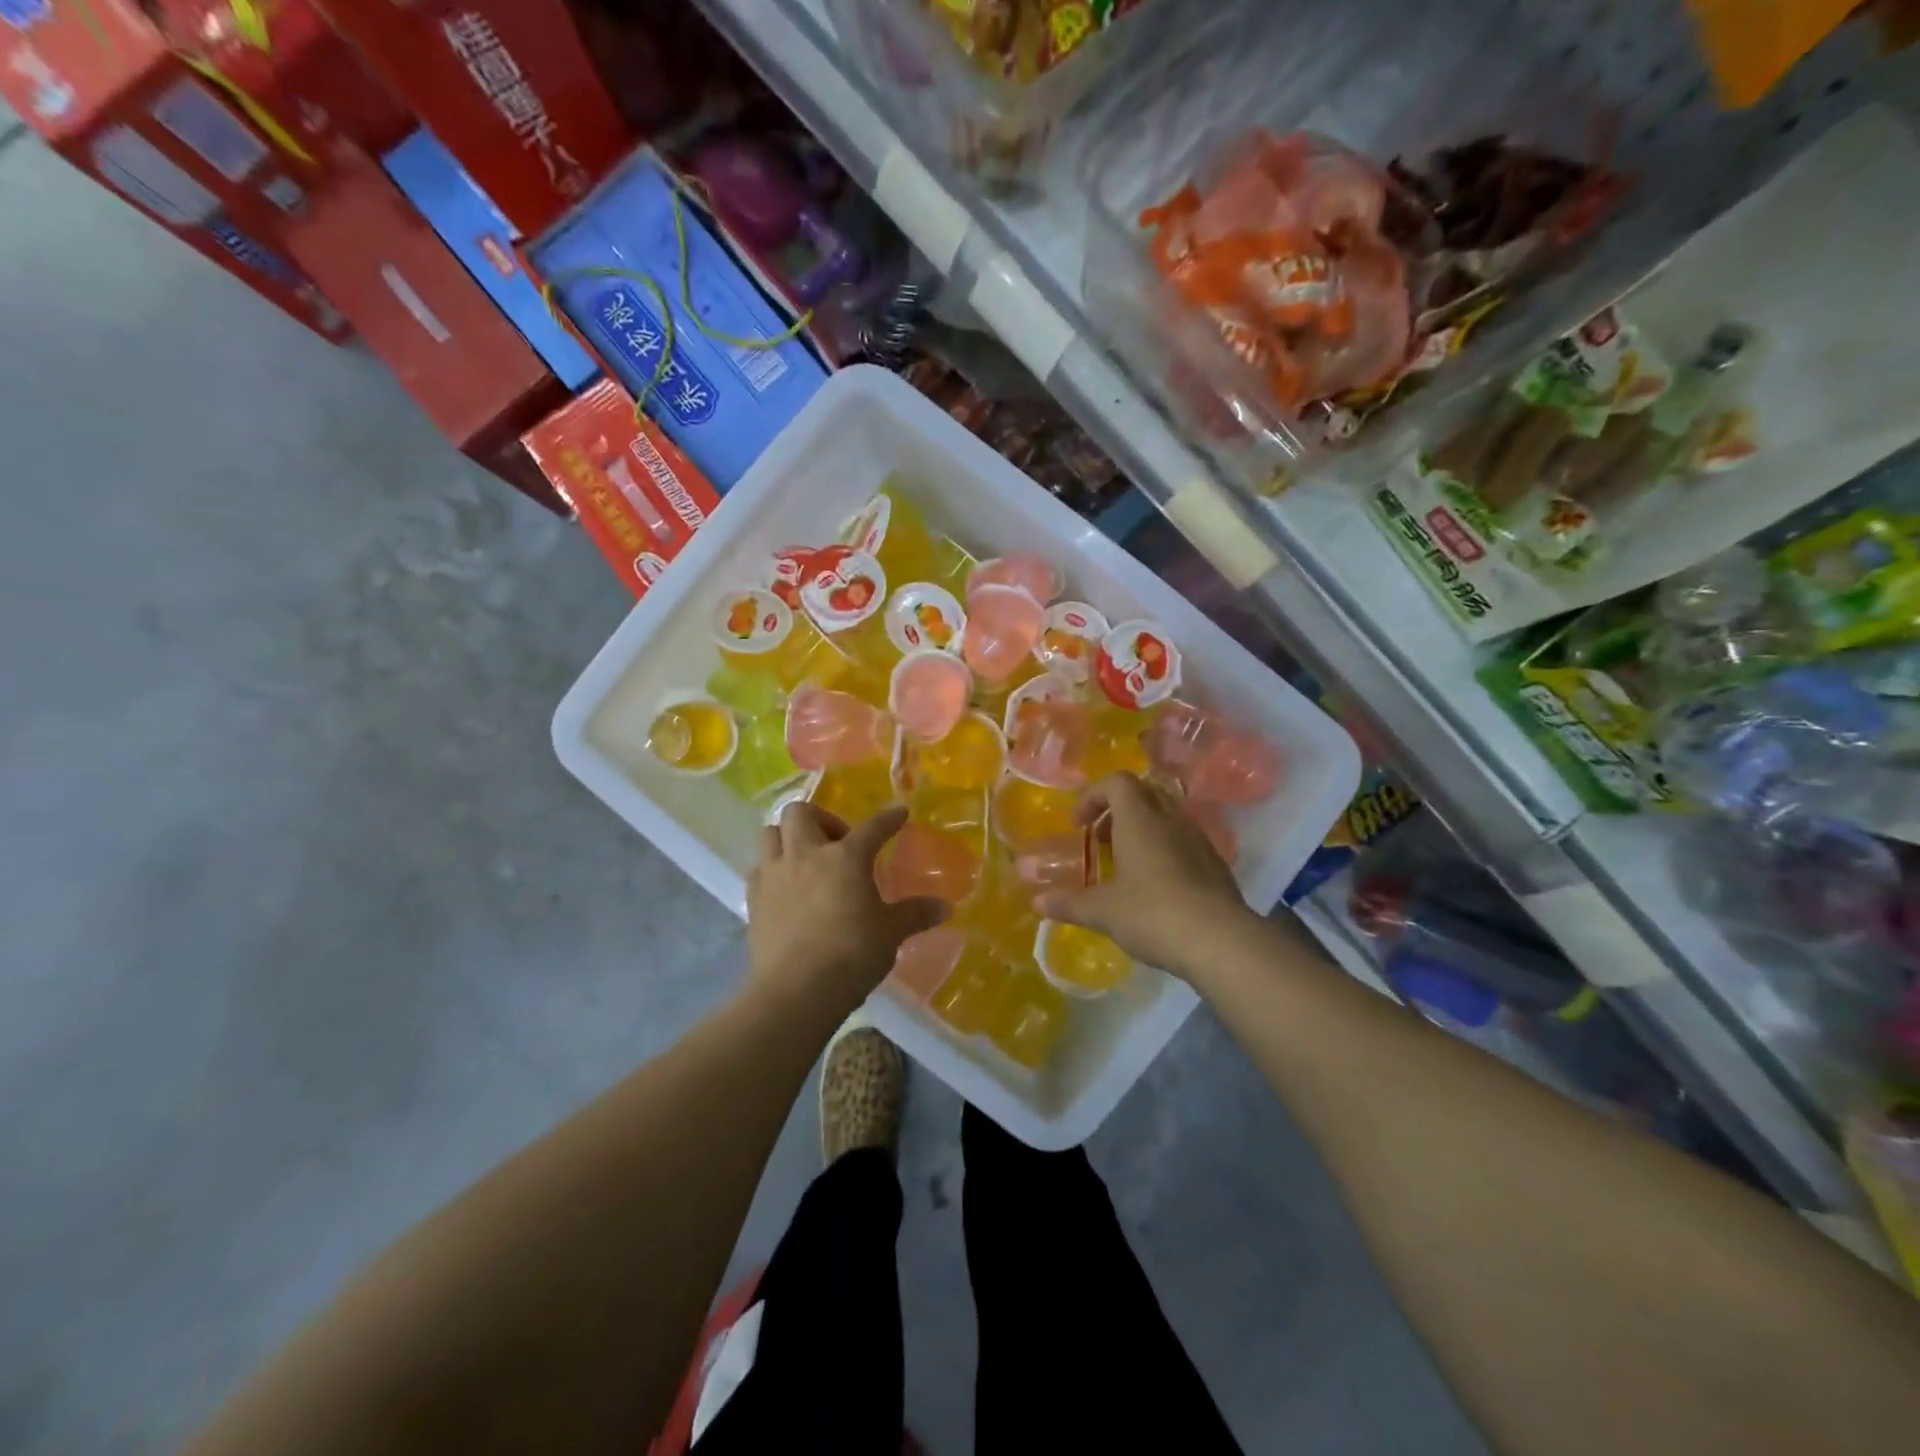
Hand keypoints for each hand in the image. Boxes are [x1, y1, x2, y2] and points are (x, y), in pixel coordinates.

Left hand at [746, 803, 946, 1017]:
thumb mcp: (891, 933)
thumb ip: (915, 914)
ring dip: (787, 837)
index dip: (888, 819)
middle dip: (820, 818)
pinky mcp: (753, 899)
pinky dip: (771, 869)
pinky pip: (758, 868)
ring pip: (770, 833)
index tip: (899, 812)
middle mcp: (806, 855)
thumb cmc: (852, 954)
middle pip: (800, 813)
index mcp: (846, 857)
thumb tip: (945, 907)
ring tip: (805, 859)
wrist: (797, 990)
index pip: (872, 828)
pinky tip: (785, 887)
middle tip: (837, 842)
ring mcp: (774, 875)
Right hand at [1035, 772, 1253, 977]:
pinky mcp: (1215, 864)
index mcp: (1140, 820)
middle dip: (1116, 808)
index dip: (1092, 796)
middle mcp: (1171, 820)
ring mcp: (1198, 840)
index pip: (1117, 782)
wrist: (1221, 941)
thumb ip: (1069, 903)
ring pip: (1166, 815)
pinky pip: (1184, 840)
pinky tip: (1155, 886)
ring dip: (1142, 828)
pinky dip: (1164, 849)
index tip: (1078, 825)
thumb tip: (1037, 902)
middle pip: (1144, 792)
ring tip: (1125, 863)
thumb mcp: (1103, 912)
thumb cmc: (1152, 914)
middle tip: (1100, 838)